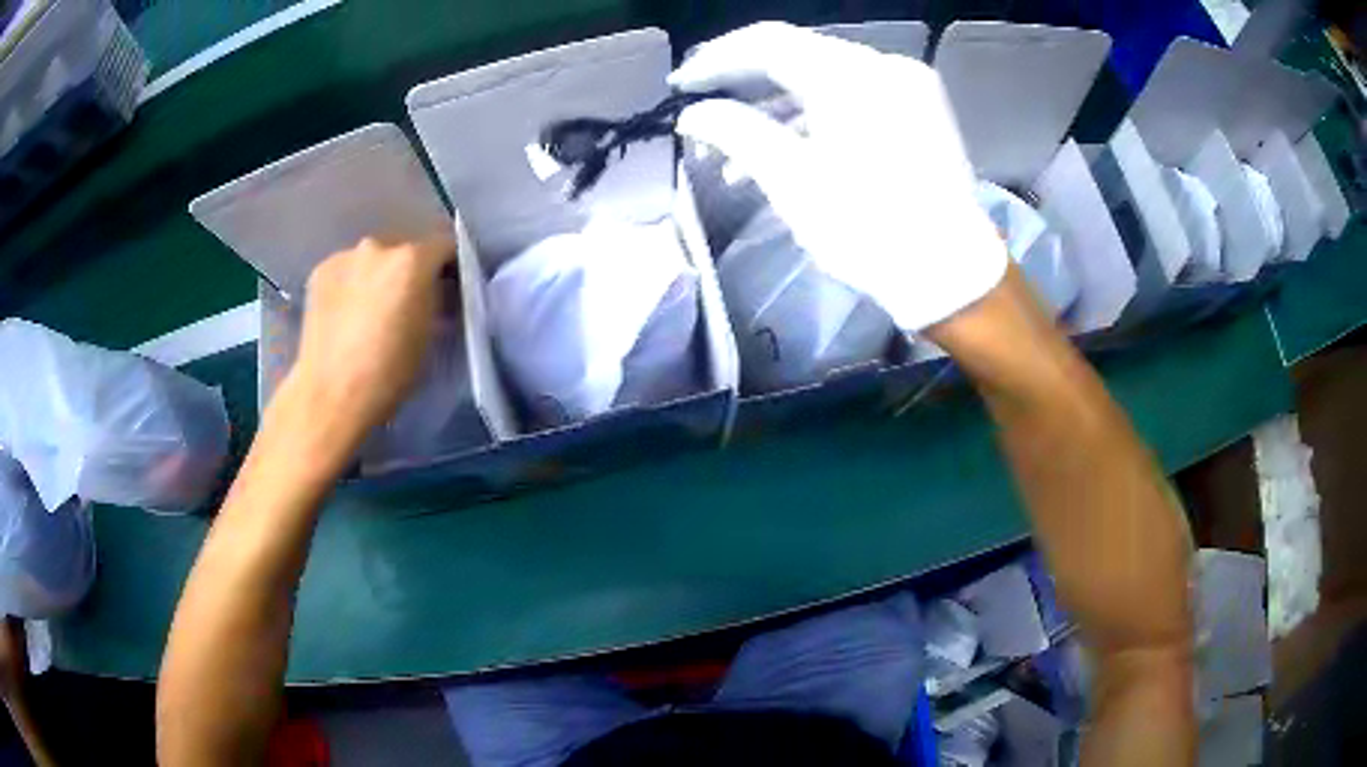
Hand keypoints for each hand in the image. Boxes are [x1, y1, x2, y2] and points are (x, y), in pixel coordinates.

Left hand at [288, 235, 455, 447]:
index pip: (446, 245)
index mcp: (412, 260)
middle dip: (412, 268)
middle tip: (410, 299)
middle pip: (406, 247)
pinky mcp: (320, 271)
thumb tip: (435, 291)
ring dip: (380, 274)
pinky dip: (353, 283)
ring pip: (374, 258)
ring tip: (375, 308)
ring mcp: (345, 256)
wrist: (331, 395)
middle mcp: (378, 246)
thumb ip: (435, 299)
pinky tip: (349, 312)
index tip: (451, 287)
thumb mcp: (428, 335)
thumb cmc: (389, 373)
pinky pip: (348, 269)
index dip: (452, 266)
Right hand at [671, 22, 1007, 331]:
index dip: (717, 58)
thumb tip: (693, 113)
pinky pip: (855, 98)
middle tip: (705, 112)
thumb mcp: (791, 180)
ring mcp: (908, 85)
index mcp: (851, 76)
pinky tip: (787, 154)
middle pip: (797, 56)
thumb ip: (734, 132)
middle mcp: (883, 65)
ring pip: (825, 80)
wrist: (951, 273)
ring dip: (777, 110)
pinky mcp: (920, 109)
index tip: (682, 85)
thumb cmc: (868, 229)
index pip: (768, 42)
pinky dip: (817, 118)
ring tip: (736, 158)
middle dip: (745, 85)